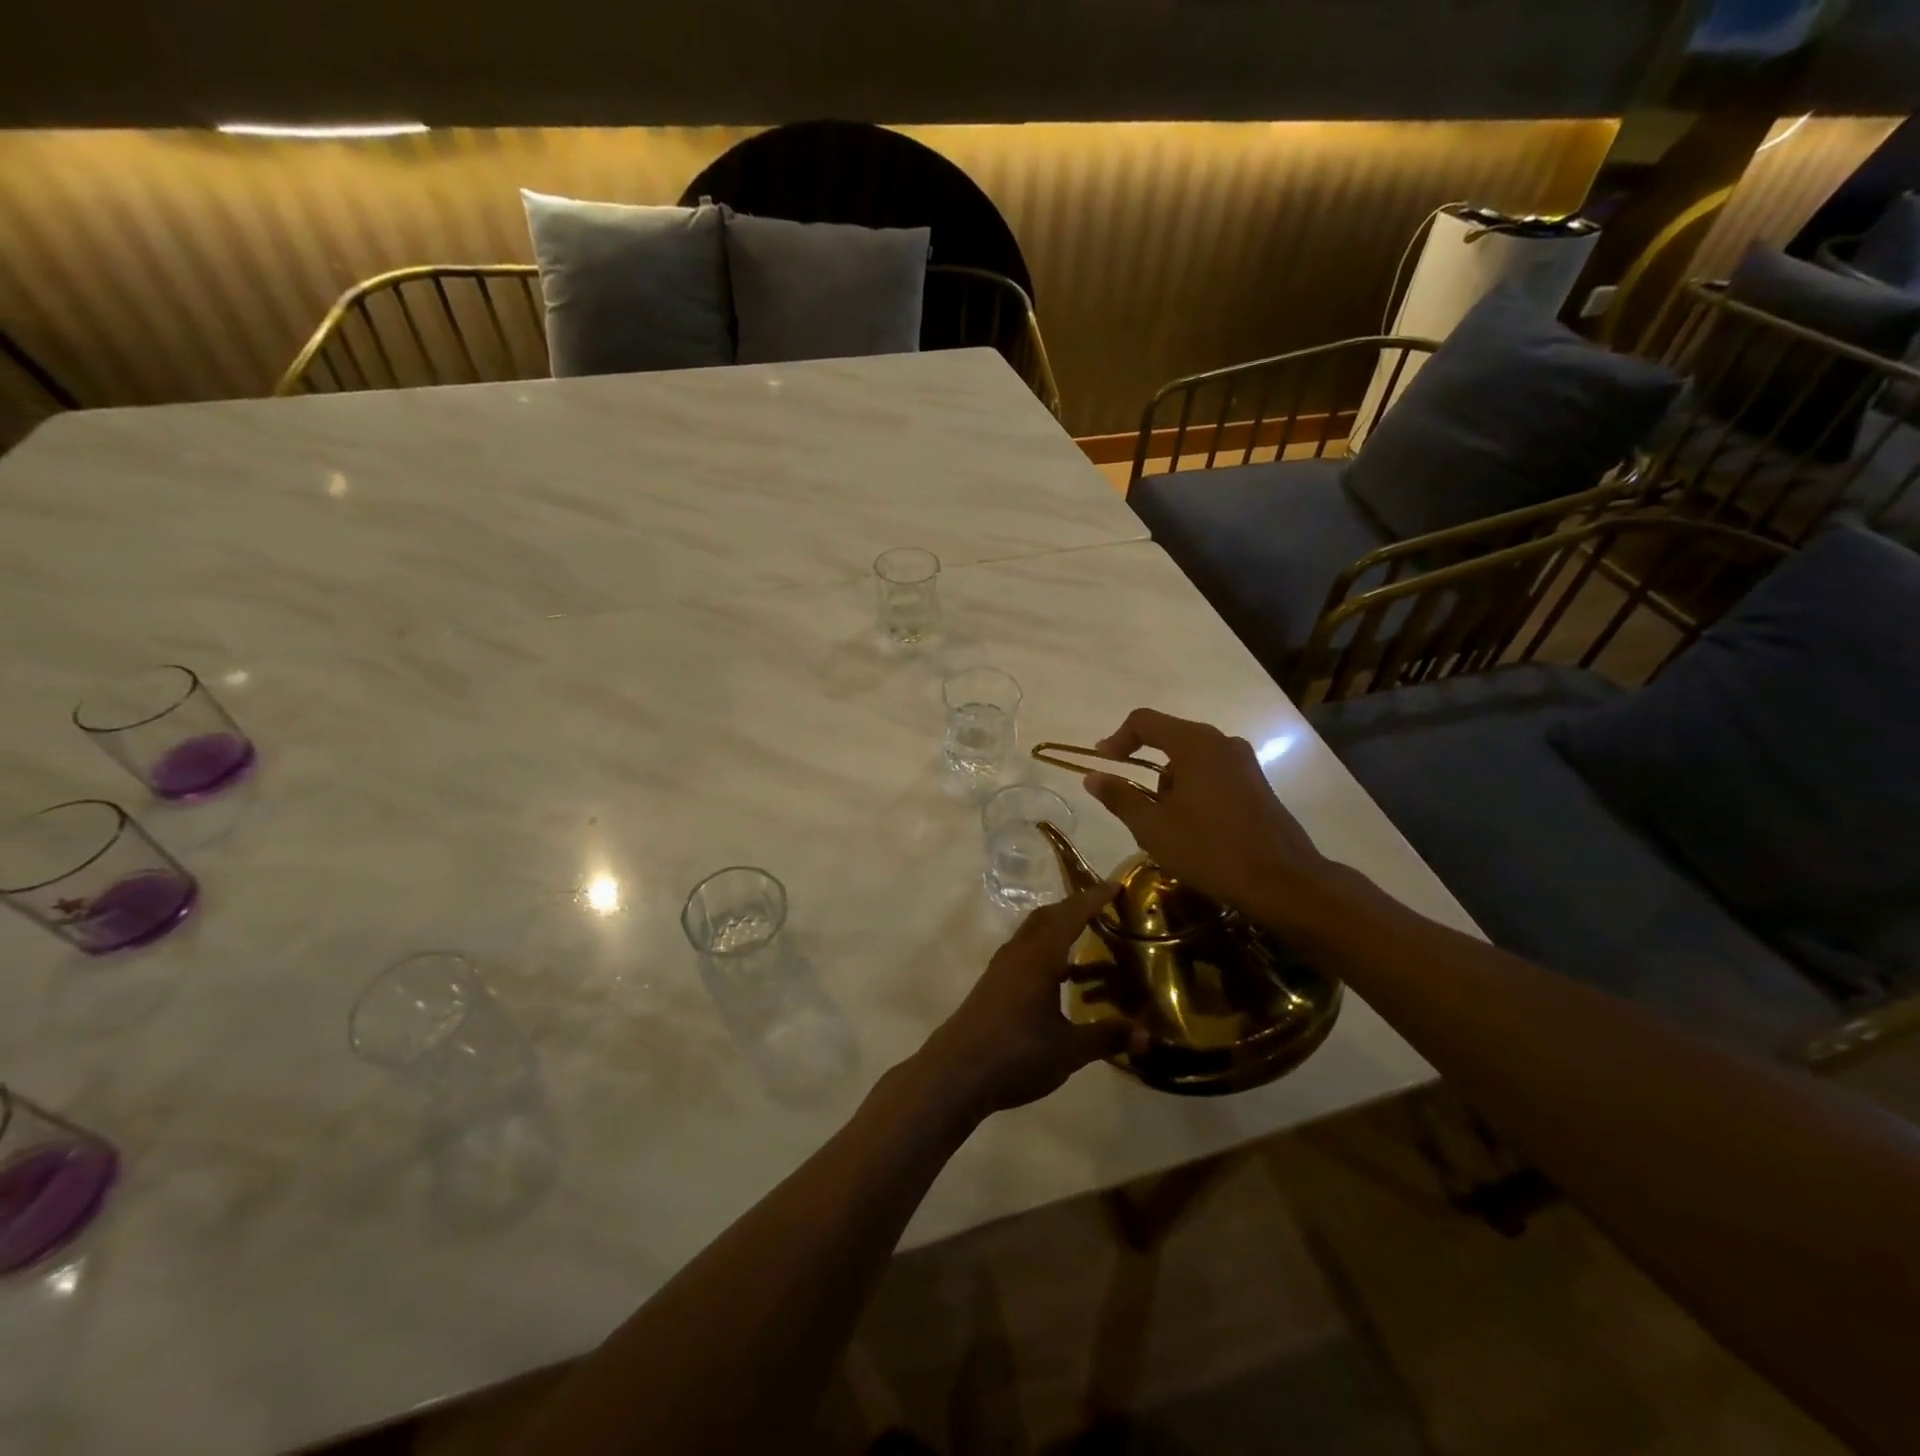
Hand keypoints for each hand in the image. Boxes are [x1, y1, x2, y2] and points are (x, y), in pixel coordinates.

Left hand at [917, 883, 1148, 1116]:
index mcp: (1039, 958)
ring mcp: (1001, 969)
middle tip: (1103, 909)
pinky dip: (1045, 952)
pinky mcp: (992, 986)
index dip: (1094, 899)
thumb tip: (1146, 1034)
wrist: (955, 1073)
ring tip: (1087, 942)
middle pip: (1047, 917)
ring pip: (1032, 934)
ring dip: (1058, 930)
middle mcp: (1018, 954)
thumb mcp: (1069, 1050)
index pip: (1071, 916)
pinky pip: (1023, 953)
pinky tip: (1059, 978)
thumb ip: (1106, 1037)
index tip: (1116, 885)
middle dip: (1074, 908)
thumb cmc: (1016, 1054)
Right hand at [1082, 708, 1332, 922]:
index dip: (1117, 739)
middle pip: (1169, 738)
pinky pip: (1213, 774)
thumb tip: (1092, 776)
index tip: (1103, 763)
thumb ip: (1119, 797)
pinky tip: (1192, 828)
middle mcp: (1221, 742)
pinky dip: (1193, 791)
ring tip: (1163, 825)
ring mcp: (1244, 763)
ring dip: (1169, 784)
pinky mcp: (1257, 784)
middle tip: (1131, 803)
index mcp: (1194, 743)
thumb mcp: (1153, 827)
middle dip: (1144, 767)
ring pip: (1192, 760)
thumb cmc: (1210, 849)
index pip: (1144, 721)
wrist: (1282, 881)